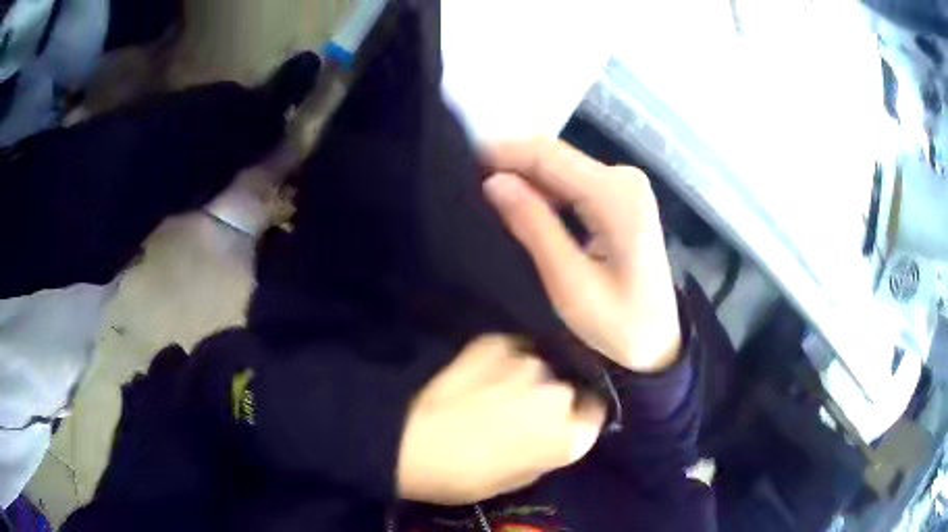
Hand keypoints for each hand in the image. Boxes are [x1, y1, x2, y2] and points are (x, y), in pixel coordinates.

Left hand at [397, 335, 605, 503]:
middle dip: (550, 398)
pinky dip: (501, 361)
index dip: (579, 415)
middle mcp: (559, 394)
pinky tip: (479, 374)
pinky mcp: (499, 342)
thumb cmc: (466, 475)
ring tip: (497, 390)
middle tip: (523, 410)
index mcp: (569, 436)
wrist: (414, 443)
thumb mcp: (519, 479)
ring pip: (540, 366)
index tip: (563, 419)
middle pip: (567, 388)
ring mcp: (530, 363)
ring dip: (526, 377)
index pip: (594, 412)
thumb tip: (556, 431)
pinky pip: (511, 350)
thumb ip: (550, 451)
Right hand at [484, 138, 679, 372]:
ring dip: (521, 176)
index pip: (546, 155)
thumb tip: (493, 182)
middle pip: (553, 156)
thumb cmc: (619, 325)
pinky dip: (540, 189)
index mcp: (616, 195)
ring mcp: (623, 185)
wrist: (658, 342)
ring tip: (481, 193)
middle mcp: (623, 178)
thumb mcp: (570, 284)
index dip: (500, 153)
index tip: (458, 163)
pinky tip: (516, 202)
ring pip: (559, 166)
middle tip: (463, 183)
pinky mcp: (619, 197)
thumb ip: (533, 227)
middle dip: (507, 163)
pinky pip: (570, 182)